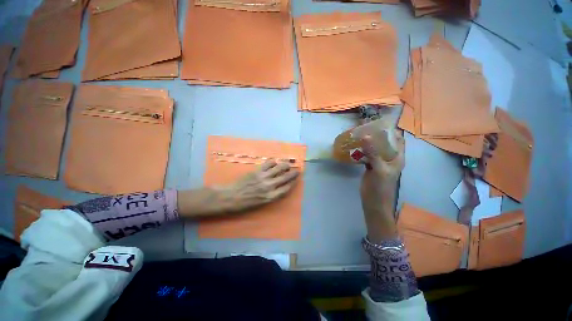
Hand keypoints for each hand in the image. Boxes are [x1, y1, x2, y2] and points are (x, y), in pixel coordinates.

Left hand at [178, 160, 299, 218]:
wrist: (229, 198)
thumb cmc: (244, 204)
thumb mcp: (260, 204)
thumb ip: (271, 196)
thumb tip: (279, 188)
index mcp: (270, 197)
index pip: (286, 188)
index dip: (293, 183)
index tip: (296, 179)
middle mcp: (269, 187)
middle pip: (285, 178)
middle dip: (293, 173)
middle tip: (297, 169)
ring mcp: (263, 178)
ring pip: (279, 168)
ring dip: (285, 165)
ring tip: (287, 164)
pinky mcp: (257, 171)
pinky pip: (268, 164)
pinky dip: (273, 162)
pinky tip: (274, 163)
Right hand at [360, 131, 404, 241]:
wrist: (373, 202)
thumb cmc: (380, 187)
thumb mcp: (378, 169)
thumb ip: (373, 152)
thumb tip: (366, 136)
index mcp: (397, 157)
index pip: (398, 139)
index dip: (391, 130)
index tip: (380, 121)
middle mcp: (389, 157)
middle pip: (385, 142)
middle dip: (376, 134)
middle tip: (365, 126)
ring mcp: (379, 161)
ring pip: (374, 148)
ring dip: (368, 141)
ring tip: (358, 133)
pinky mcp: (370, 165)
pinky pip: (367, 154)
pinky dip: (362, 149)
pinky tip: (355, 145)